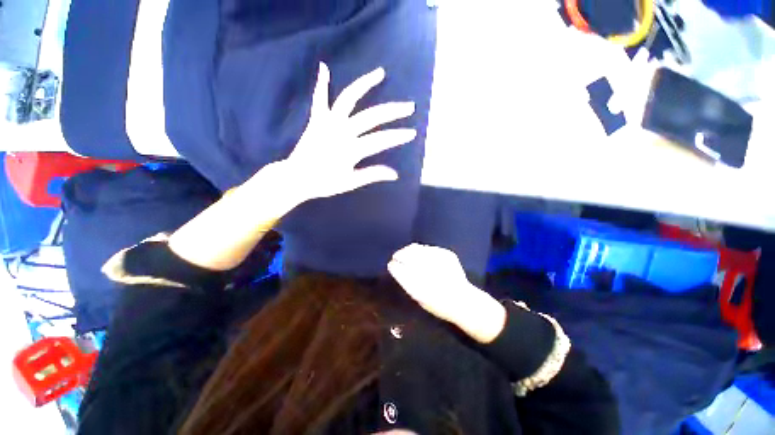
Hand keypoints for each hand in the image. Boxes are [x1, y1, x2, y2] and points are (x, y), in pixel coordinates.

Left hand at [284, 62, 416, 200]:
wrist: (296, 177)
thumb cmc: (324, 182)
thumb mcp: (350, 182)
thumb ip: (372, 174)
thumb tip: (395, 174)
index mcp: (351, 149)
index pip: (381, 140)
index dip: (398, 136)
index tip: (412, 133)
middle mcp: (342, 131)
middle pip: (372, 116)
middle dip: (393, 111)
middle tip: (409, 106)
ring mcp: (328, 122)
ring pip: (349, 98)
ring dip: (365, 84)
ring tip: (380, 73)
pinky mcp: (316, 119)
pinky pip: (320, 98)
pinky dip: (322, 83)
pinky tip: (324, 67)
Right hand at [387, 244, 506, 343]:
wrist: (464, 301)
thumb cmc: (438, 304)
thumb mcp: (418, 297)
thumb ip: (406, 281)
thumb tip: (395, 267)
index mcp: (418, 283)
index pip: (400, 268)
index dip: (394, 264)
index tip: (391, 263)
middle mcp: (428, 269)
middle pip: (407, 254)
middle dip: (400, 254)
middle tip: (397, 256)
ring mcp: (438, 259)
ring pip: (417, 248)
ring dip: (409, 250)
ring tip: (407, 253)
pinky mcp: (447, 254)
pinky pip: (429, 248)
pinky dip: (422, 250)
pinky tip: (422, 255)